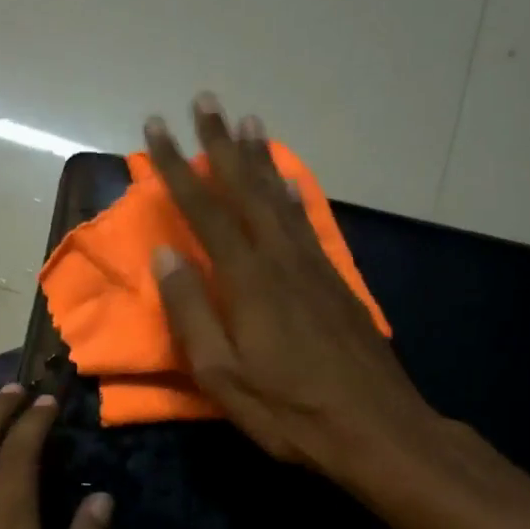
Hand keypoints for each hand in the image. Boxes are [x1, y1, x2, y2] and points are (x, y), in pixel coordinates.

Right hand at [146, 94, 439, 480]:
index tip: (154, 130)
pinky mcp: (336, 284)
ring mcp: (314, 269)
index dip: (175, 169)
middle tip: (206, 101)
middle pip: (246, 191)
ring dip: (259, 160)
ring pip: (280, 200)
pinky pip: (306, 224)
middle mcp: (282, 260)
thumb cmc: (290, 411)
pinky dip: (292, 195)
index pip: (205, 211)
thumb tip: (166, 255)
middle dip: (221, 145)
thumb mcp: (223, 375)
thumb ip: (193, 312)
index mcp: (249, 282)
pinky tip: (287, 183)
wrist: (375, 427)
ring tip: (247, 123)